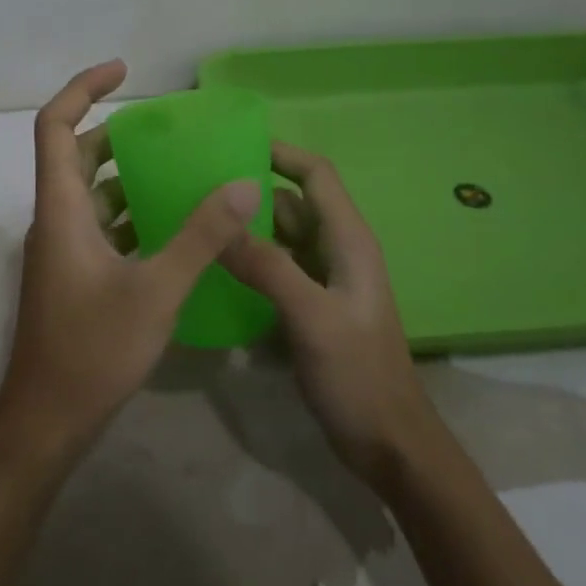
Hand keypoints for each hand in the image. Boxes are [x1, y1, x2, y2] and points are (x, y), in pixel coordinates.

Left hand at [0, 60, 263, 472]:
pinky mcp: (73, 277)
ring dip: (127, 176)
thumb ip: (201, 237)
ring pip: (90, 195)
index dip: (82, 89)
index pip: (54, 127)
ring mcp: (61, 251)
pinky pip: (101, 227)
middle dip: (115, 133)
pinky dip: (131, 214)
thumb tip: (243, 183)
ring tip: (180, 171)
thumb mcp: (157, 291)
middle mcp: (55, 221)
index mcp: (61, 210)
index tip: (123, 70)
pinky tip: (174, 229)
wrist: (46, 424)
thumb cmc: (93, 352)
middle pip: (75, 156)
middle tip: (167, 129)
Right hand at [221, 142, 437, 485]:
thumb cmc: (359, 375)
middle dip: (252, 191)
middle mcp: (336, 252)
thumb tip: (221, 222)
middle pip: (292, 204)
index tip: (233, 143)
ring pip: (281, 238)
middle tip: (198, 185)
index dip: (282, 153)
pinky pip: (275, 270)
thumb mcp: (312, 318)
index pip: (316, 176)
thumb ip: (268, 268)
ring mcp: (323, 282)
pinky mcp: (310, 308)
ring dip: (247, 227)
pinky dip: (249, 261)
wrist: (388, 443)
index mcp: (348, 241)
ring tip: (197, 221)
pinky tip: (214, 269)